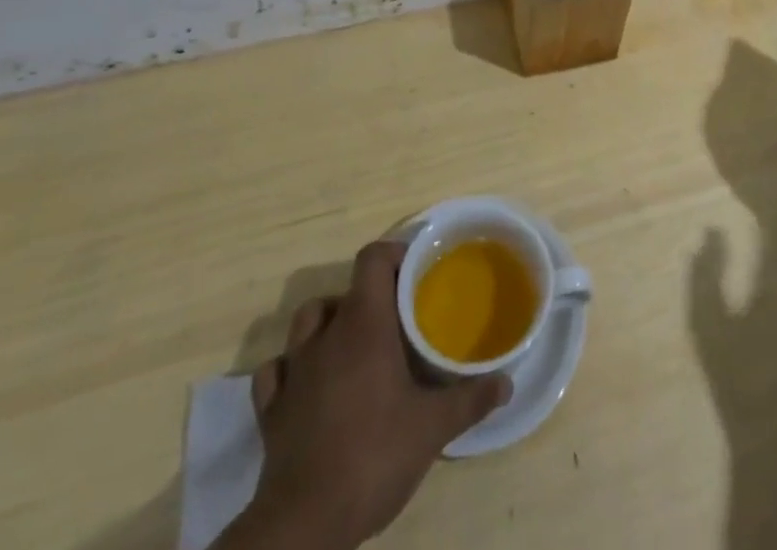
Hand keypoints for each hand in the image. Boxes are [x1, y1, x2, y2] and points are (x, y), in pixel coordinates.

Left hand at [217, 241, 511, 549]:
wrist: (303, 525)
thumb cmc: (373, 457)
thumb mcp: (433, 428)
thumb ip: (470, 400)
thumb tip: (506, 382)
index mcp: (364, 323)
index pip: (372, 259)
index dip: (394, 255)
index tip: (416, 271)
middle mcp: (325, 335)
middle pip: (345, 290)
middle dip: (370, 297)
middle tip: (396, 319)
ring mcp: (292, 371)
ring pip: (307, 322)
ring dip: (329, 324)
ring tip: (355, 345)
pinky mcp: (269, 409)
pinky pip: (276, 370)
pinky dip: (291, 368)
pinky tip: (308, 384)